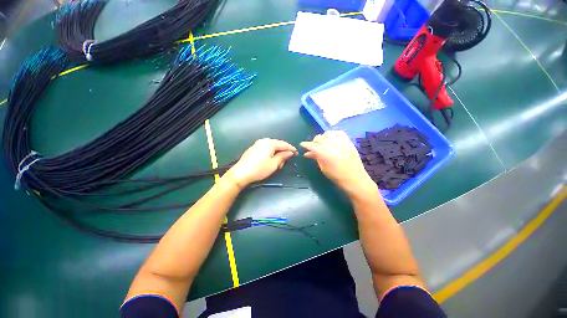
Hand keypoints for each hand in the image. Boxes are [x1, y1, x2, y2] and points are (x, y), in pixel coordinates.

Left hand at [226, 138, 297, 187]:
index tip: (296, 153)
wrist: (240, 173)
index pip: (284, 144)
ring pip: (271, 147)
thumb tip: (290, 152)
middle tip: (286, 162)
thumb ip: (283, 157)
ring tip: (278, 164)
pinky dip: (270, 154)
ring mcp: (257, 144)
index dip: (291, 149)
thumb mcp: (274, 164)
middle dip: (283, 153)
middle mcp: (263, 141)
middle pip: (277, 145)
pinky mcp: (253, 149)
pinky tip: (270, 161)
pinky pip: (265, 149)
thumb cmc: (259, 169)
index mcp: (270, 143)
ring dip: (276, 154)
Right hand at [301, 131, 375, 195]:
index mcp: (324, 153)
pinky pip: (340, 133)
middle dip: (314, 141)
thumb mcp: (323, 168)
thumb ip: (316, 158)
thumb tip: (308, 153)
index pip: (311, 145)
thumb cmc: (336, 176)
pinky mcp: (348, 142)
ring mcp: (341, 142)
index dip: (305, 144)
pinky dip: (334, 134)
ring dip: (323, 137)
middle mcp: (331, 145)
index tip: (302, 144)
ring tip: (323, 142)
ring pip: (328, 133)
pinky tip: (333, 138)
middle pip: (319, 138)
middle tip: (314, 147)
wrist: (354, 178)